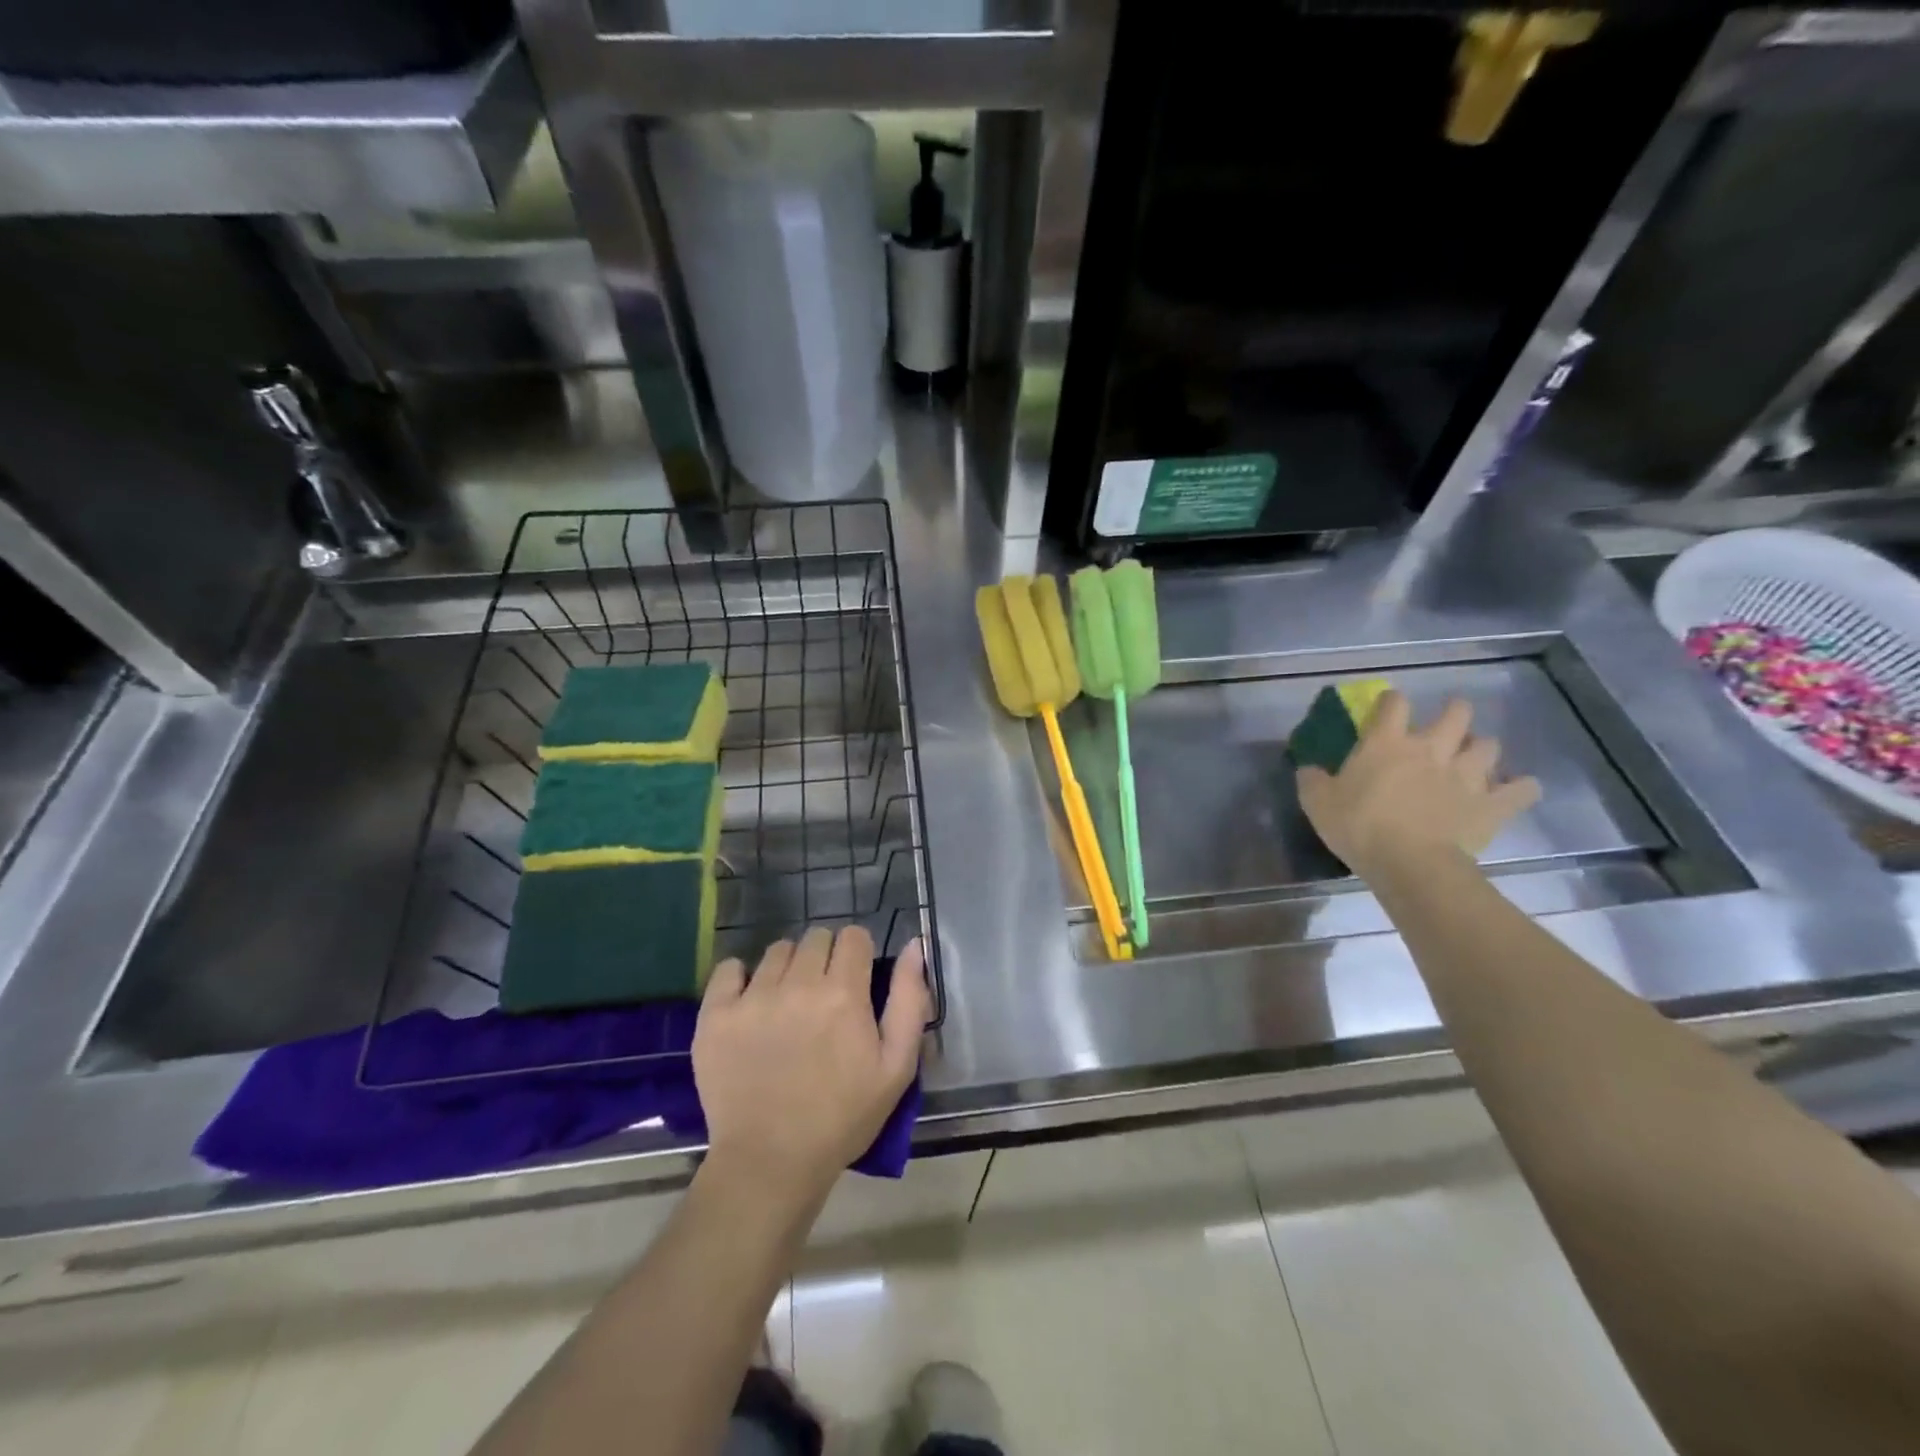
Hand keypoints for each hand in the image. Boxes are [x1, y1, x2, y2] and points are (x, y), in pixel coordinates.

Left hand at [693, 926, 928, 1203]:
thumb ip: (909, 999)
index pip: (853, 936)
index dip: (858, 953)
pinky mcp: (715, 1016)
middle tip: (823, 995)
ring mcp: (752, 998)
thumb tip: (914, 945)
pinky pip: (729, 968)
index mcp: (844, 993)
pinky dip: (741, 977)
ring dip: (788, 967)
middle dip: (825, 957)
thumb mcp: (896, 1066)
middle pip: (815, 937)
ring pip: (776, 951)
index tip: (856, 979)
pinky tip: (750, 1002)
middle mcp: (798, 984)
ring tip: (787, 1003)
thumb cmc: (842, 1117)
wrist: (770, 1163)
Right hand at [1296, 692, 1540, 878]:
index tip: (1387, 707)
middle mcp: (1431, 749)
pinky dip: (1520, 788)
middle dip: (1454, 712)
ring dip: (1482, 749)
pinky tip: (1516, 790)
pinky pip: (1521, 790)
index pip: (1393, 704)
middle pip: (1456, 713)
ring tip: (1473, 760)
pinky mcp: (1492, 804)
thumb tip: (1308, 768)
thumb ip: (1312, 780)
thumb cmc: (1359, 827)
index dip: (1391, 701)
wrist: (1410, 864)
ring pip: (1489, 746)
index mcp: (1387, 743)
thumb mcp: (1317, 803)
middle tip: (1446, 725)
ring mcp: (1466, 775)